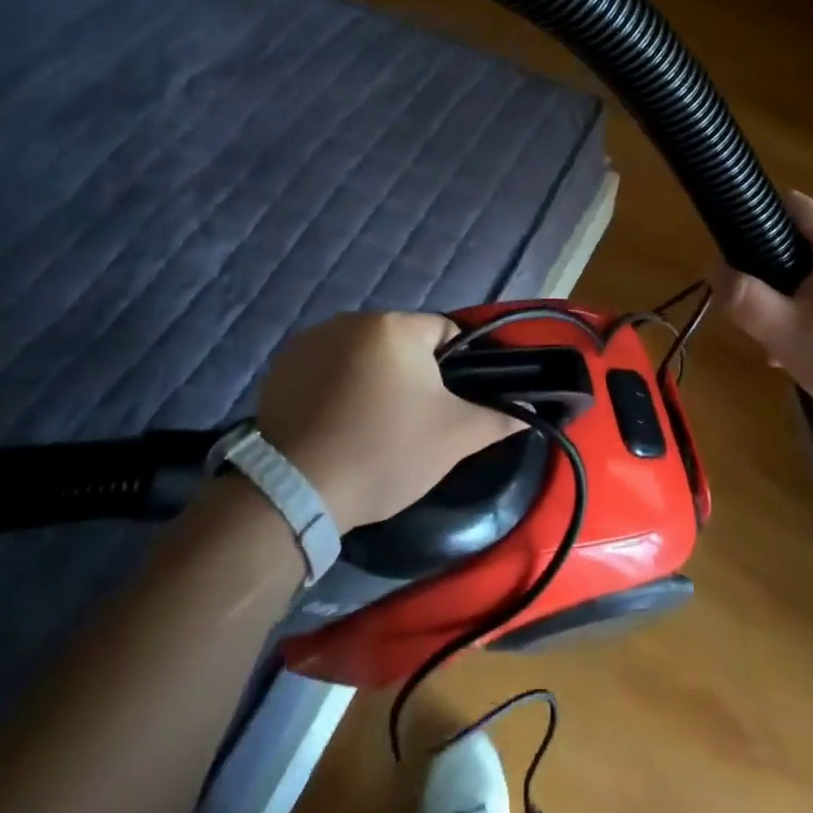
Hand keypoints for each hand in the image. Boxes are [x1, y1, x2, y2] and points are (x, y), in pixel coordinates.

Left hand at [254, 311, 522, 532]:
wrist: (297, 493)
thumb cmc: (385, 452)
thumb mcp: (453, 438)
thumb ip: (498, 418)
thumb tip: (530, 410)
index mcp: (395, 326)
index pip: (444, 333)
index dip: (455, 369)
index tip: (446, 407)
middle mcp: (351, 319)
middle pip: (401, 343)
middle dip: (412, 375)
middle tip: (412, 423)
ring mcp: (311, 340)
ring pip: (363, 355)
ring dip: (373, 379)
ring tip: (371, 427)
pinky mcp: (282, 366)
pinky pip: (326, 368)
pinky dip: (337, 387)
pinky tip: (336, 424)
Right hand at [710, 191, 812, 434]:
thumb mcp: (784, 332)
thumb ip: (742, 297)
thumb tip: (715, 268)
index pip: (795, 205)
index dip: (758, 215)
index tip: (732, 246)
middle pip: (804, 244)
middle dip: (771, 270)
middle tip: (751, 303)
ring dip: (791, 299)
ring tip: (773, 338)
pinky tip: (805, 354)